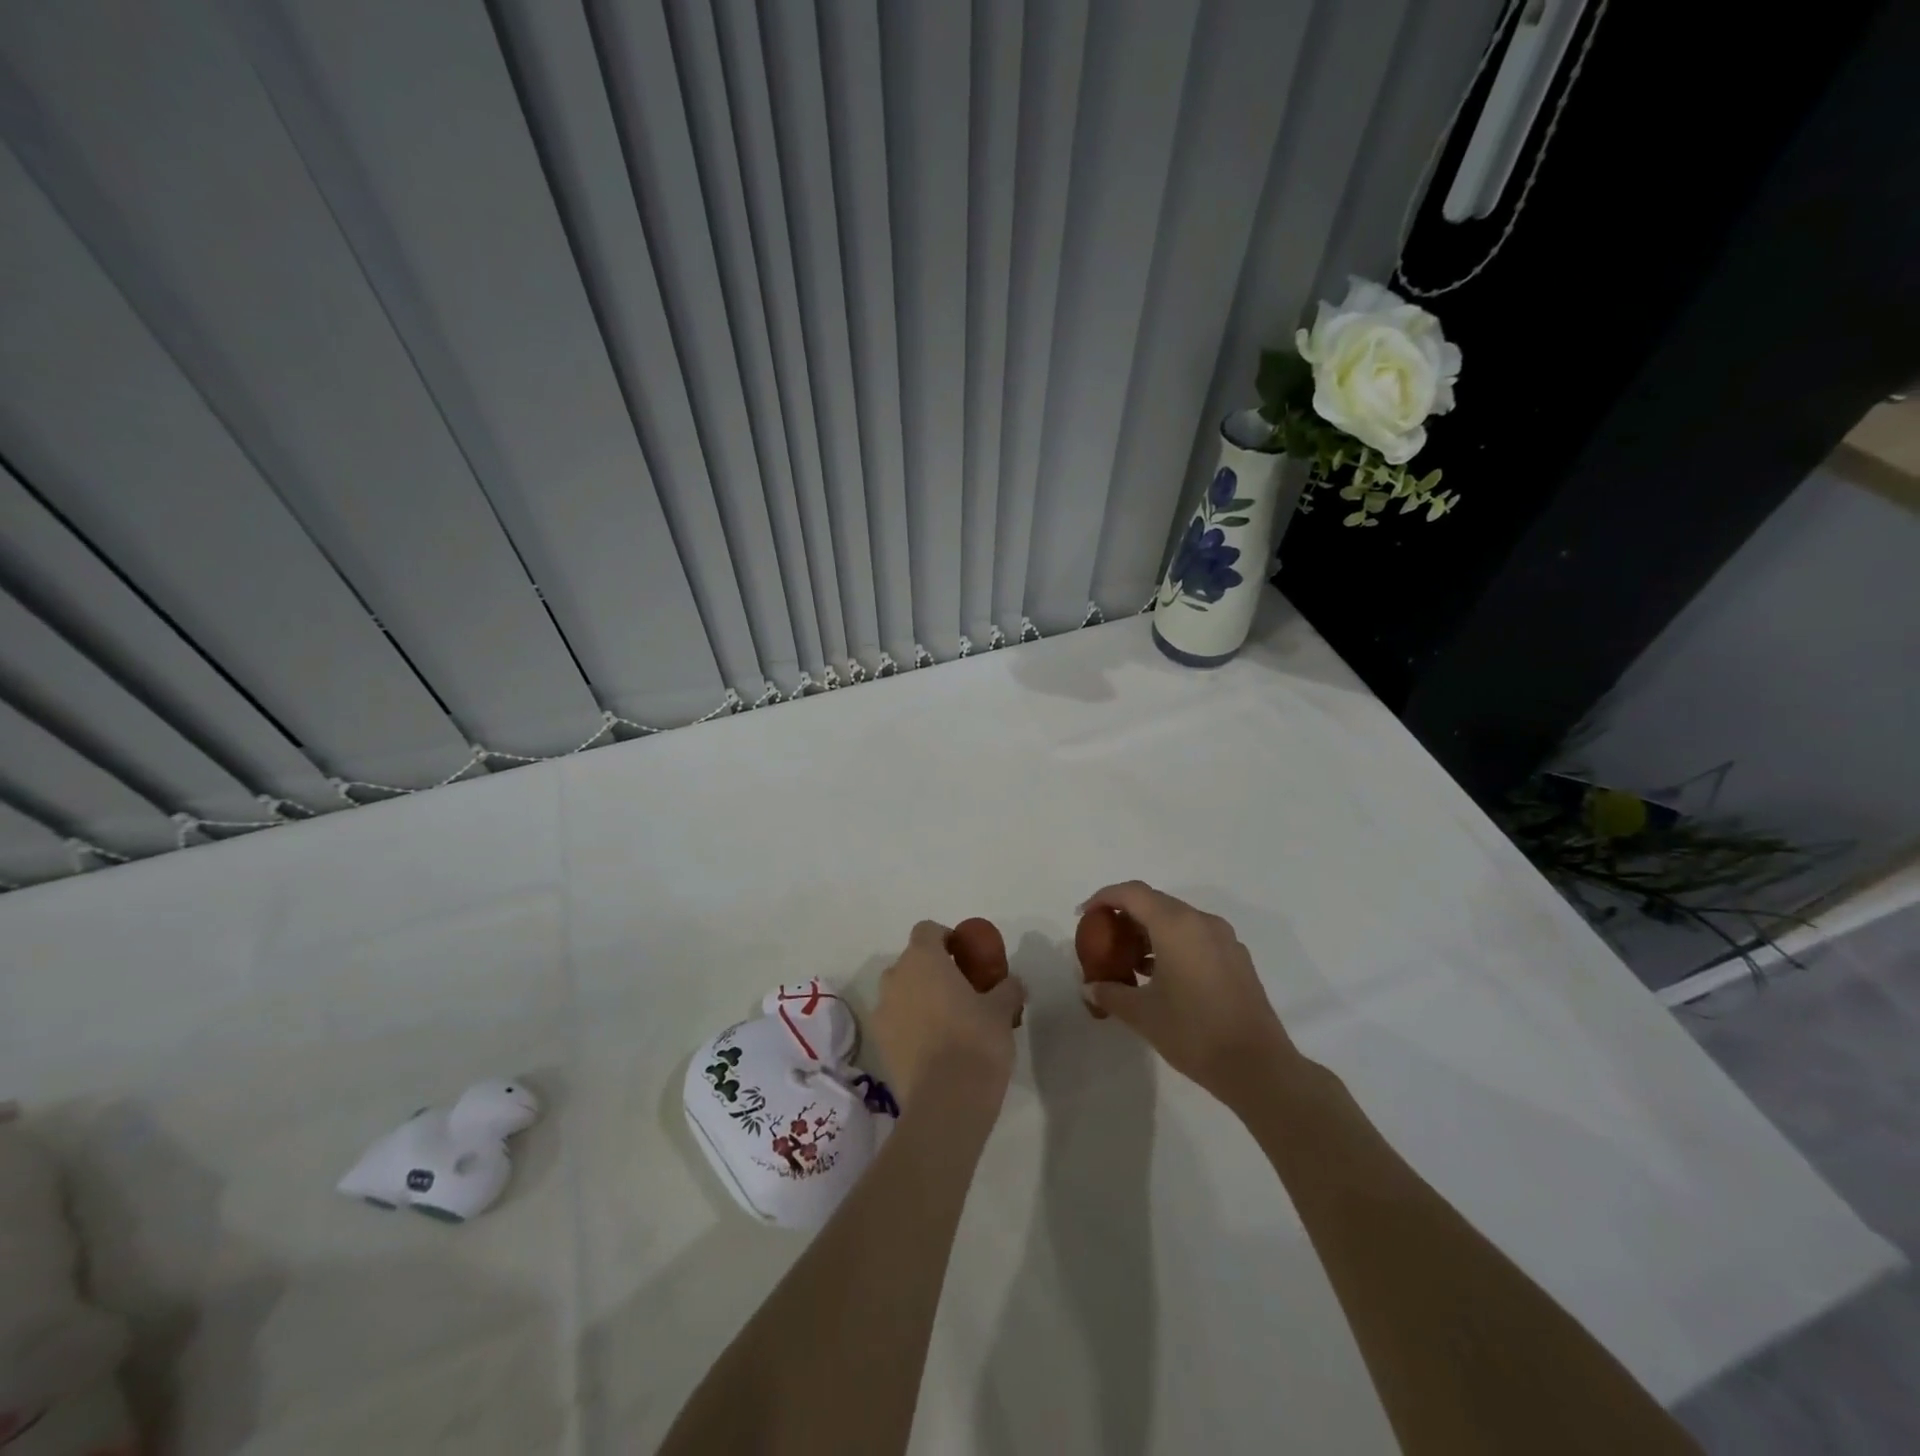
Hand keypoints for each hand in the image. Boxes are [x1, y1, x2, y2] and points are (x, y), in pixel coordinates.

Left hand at [872, 921, 1026, 1107]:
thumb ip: (1007, 989)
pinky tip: (933, 1047)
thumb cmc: (976, 1040)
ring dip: (918, 998)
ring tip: (946, 1021)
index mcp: (922, 959)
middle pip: (911, 962)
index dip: (945, 938)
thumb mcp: (1001, 1010)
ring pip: (900, 992)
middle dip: (931, 971)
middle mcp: (895, 978)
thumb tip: (1014, 983)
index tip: (964, 956)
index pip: (927, 930)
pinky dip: (909, 1026)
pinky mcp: (879, 1045)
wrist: (946, 1101)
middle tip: (960, 990)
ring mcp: (882, 1011)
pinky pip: (895, 1022)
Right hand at [1078, 881, 1300, 1107]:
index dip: (1104, 897)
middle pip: (1154, 902)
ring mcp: (1224, 939)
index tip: (1084, 915)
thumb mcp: (1142, 1014)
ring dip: (1150, 931)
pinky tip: (1162, 976)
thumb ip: (1110, 993)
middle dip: (1125, 915)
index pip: (1132, 892)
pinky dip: (1173, 944)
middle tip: (1104, 939)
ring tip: (1131, 962)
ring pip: (1177, 919)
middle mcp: (1201, 921)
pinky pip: (1196, 936)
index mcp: (1176, 925)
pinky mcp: (1237, 958)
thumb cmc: (1194, 1032)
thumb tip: (1090, 986)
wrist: (1258, 1067)